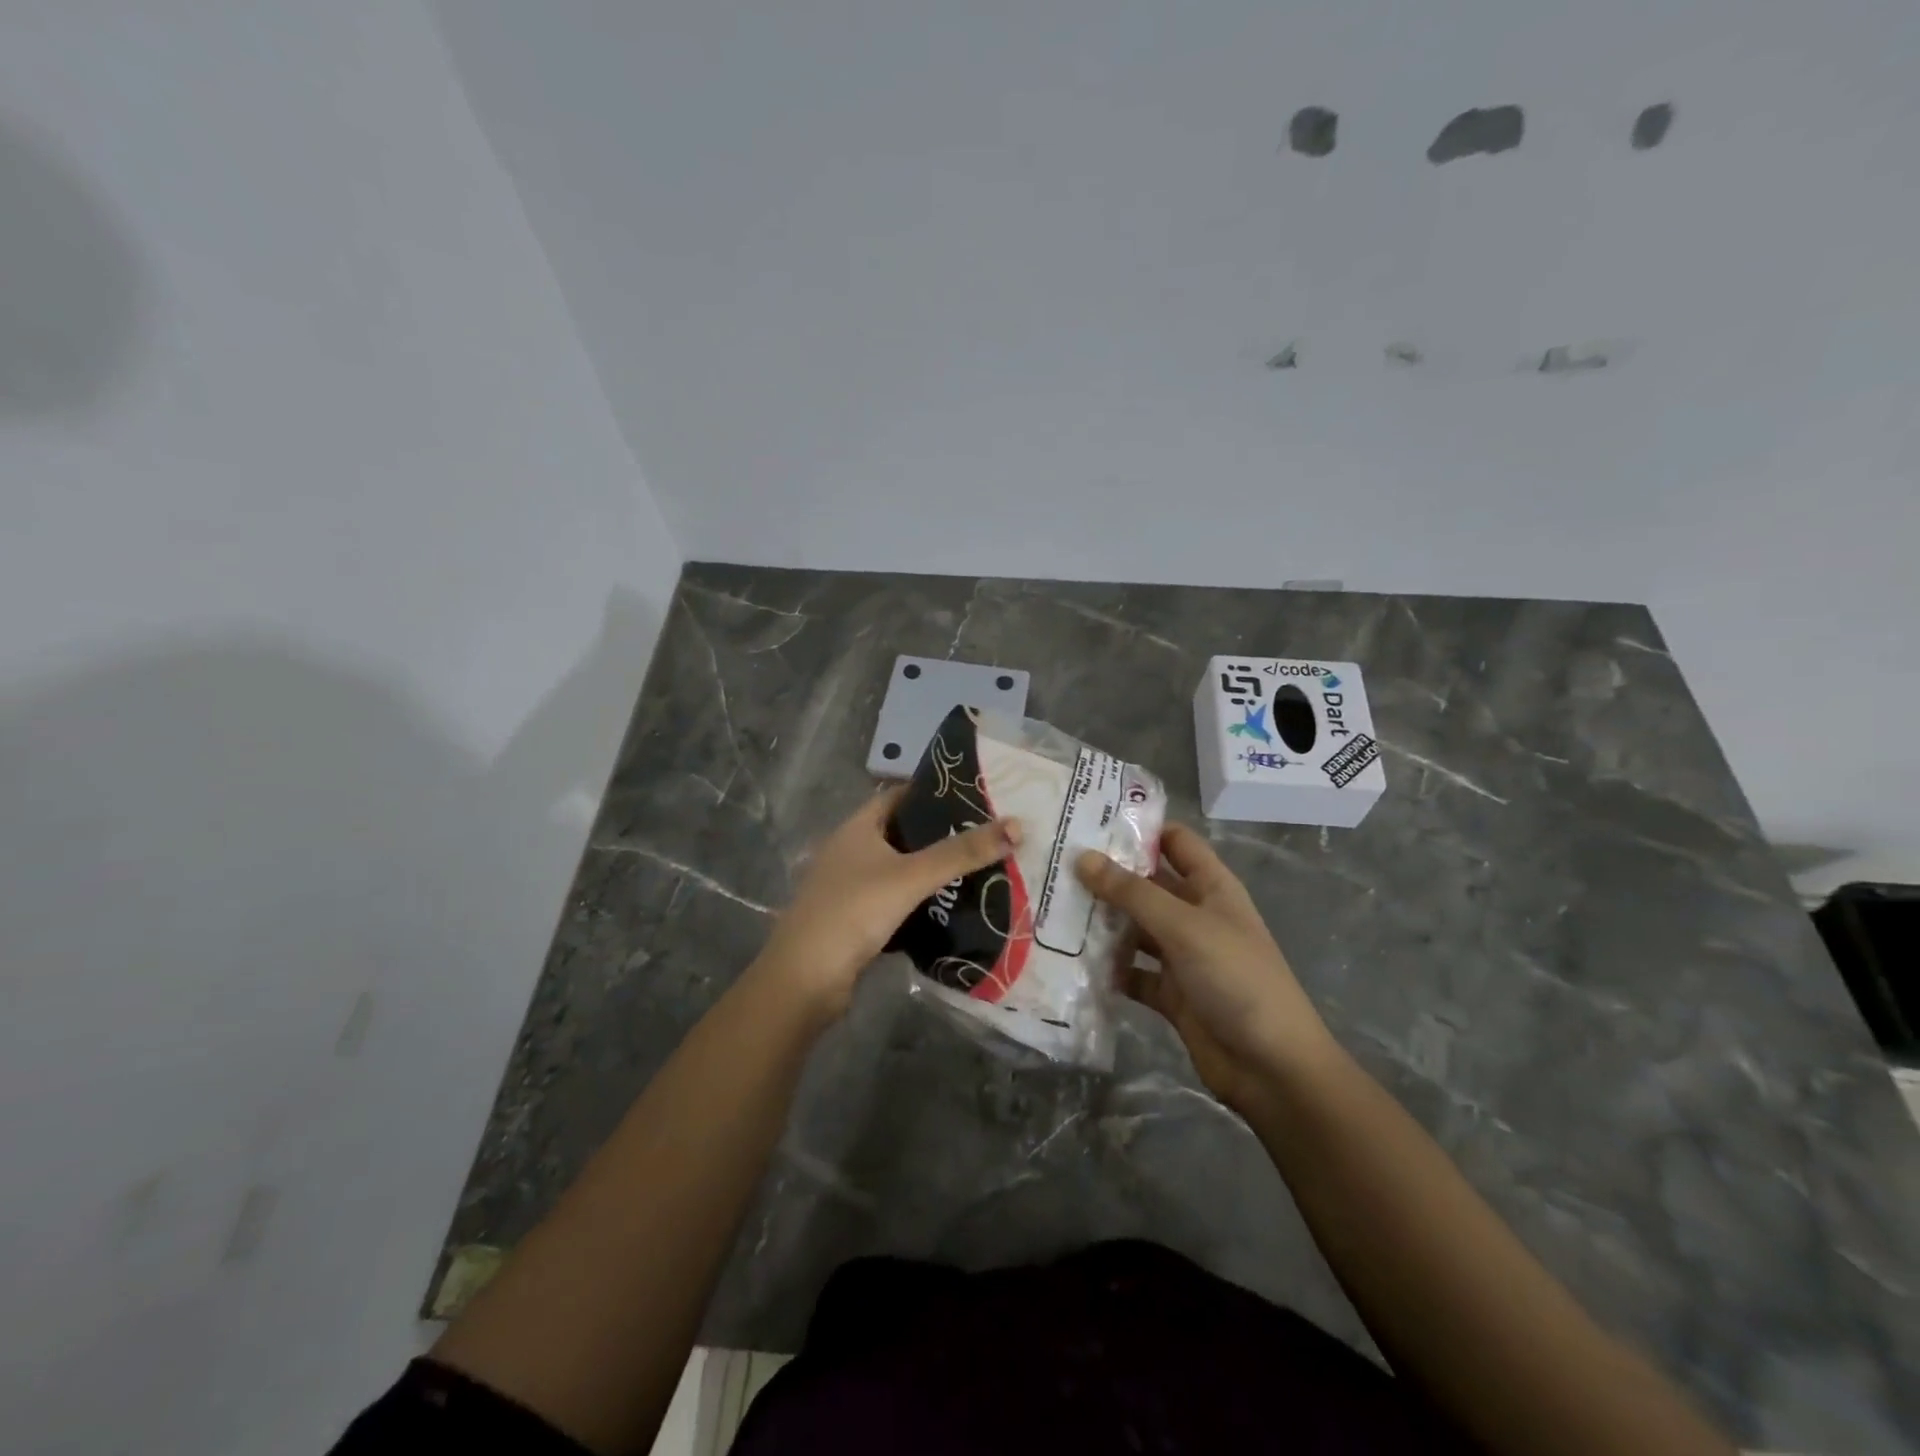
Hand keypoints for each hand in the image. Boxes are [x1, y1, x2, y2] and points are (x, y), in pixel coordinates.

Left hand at [754, 787, 1020, 1023]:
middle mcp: (850, 851)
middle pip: (902, 833)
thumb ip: (962, 853)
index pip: (899, 796)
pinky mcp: (854, 920)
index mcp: (857, 828)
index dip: (933, 793)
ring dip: (930, 871)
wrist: (805, 979)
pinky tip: (948, 907)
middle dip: (940, 835)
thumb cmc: (854, 911)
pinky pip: (894, 901)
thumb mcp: (911, 877)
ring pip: (899, 870)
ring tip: (976, 869)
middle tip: (985, 835)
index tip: (974, 796)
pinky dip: (919, 901)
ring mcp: (849, 887)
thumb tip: (1017, 825)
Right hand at [1077, 824, 1334, 1113]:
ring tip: (1051, 906)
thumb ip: (1132, 892)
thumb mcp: (1183, 926)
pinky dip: (1109, 968)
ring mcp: (1182, 956)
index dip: (1140, 828)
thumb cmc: (1236, 978)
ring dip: (1102, 922)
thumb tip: (1082, 857)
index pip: (1175, 842)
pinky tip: (1070, 960)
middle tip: (1054, 864)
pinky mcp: (1170, 993)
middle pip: (1147, 885)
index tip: (1090, 820)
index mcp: (1211, 887)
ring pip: (1135, 929)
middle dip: (1107, 876)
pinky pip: (1132, 972)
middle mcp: (1195, 915)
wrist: (1272, 1067)